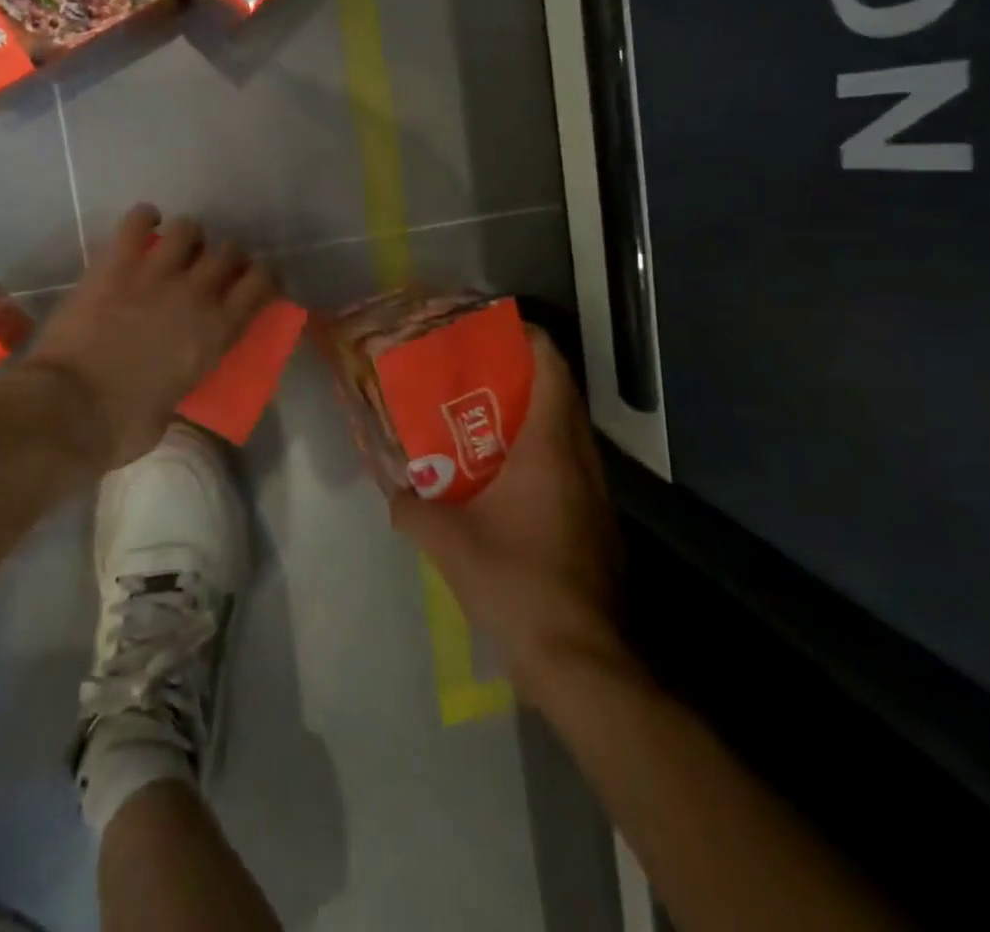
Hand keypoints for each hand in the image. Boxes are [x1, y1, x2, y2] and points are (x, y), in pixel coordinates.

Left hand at [24, 204, 277, 472]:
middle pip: (228, 252)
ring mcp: (155, 274)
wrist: (69, 408)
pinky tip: (145, 222)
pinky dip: (144, 217)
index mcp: (216, 333)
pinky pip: (136, 222)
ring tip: (178, 246)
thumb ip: (181, 379)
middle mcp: (195, 294)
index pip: (261, 285)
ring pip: (188, 229)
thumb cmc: (123, 425)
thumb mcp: (172, 409)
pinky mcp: (115, 265)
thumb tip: (172, 376)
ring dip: (188, 236)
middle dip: (226, 257)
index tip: (256, 280)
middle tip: (212, 268)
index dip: (264, 277)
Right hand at [391, 327, 625, 695]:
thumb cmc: (517, 584)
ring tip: (480, 417)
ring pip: (566, 430)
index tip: (491, 328)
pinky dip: (539, 452)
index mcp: (550, 446)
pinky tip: (502, 476)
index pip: (551, 365)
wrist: (581, 662)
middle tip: (472, 372)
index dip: (527, 336)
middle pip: (560, 392)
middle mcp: (580, 459)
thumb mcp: (448, 543)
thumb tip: (392, 491)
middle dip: (520, 372)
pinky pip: (568, 464)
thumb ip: (411, 508)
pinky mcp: (596, 524)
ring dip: (529, 414)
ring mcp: (595, 493)